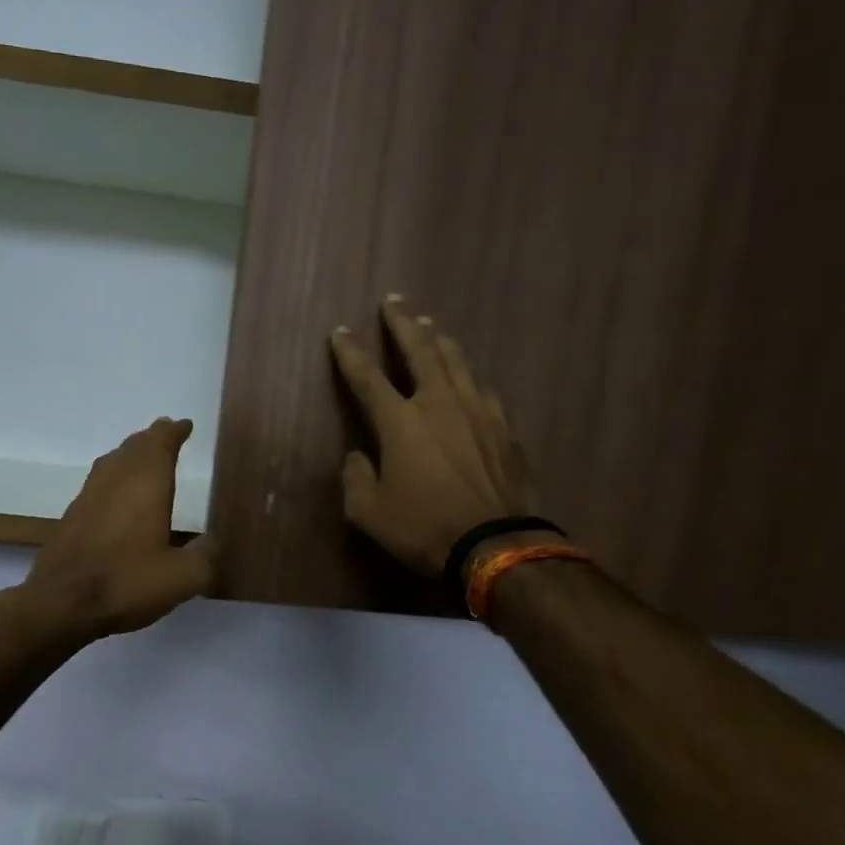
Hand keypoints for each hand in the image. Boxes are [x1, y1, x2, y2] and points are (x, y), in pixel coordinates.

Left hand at [25, 418, 218, 638]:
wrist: (61, 603)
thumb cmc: (127, 582)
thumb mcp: (182, 577)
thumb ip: (204, 557)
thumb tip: (210, 543)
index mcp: (146, 484)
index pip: (161, 443)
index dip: (174, 432)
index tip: (185, 425)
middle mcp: (115, 480)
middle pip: (134, 446)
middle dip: (152, 438)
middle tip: (166, 434)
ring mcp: (88, 496)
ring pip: (112, 462)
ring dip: (130, 454)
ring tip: (142, 457)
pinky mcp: (72, 517)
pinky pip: (98, 483)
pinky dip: (113, 477)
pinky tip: (116, 495)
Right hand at [330, 296, 543, 575]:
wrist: (495, 544)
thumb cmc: (424, 528)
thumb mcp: (369, 513)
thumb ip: (356, 479)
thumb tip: (358, 458)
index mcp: (401, 422)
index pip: (367, 377)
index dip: (351, 353)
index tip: (340, 331)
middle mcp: (439, 404)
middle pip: (420, 350)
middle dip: (403, 323)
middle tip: (394, 301)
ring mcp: (478, 412)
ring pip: (457, 362)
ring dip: (440, 340)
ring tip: (430, 325)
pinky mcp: (505, 429)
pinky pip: (483, 391)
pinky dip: (469, 378)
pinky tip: (469, 379)